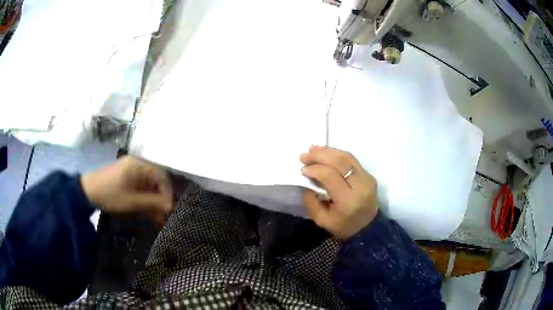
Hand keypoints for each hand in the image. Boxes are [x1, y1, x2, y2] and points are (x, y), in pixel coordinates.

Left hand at [81, 156, 173, 225]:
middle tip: (163, 215)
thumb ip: (152, 203)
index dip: (167, 192)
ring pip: (150, 184)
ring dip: (154, 200)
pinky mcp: (127, 176)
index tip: (169, 209)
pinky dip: (145, 198)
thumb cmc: (109, 195)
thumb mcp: (132, 201)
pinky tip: (146, 210)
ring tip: (156, 217)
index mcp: (139, 165)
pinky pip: (142, 186)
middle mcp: (137, 164)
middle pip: (157, 180)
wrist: (87, 192)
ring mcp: (132, 169)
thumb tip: (170, 206)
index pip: (161, 176)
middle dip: (161, 198)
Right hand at [300, 146, 377, 239]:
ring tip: (313, 149)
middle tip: (304, 156)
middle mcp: (360, 186)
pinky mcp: (369, 175)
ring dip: (328, 151)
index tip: (303, 169)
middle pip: (340, 162)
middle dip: (319, 156)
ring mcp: (367, 178)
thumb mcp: (322, 220)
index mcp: (348, 201)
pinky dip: (337, 154)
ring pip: (347, 157)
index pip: (330, 176)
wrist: (368, 228)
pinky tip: (326, 152)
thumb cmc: (343, 226)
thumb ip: (311, 201)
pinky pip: (352, 159)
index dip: (315, 169)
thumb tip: (307, 181)